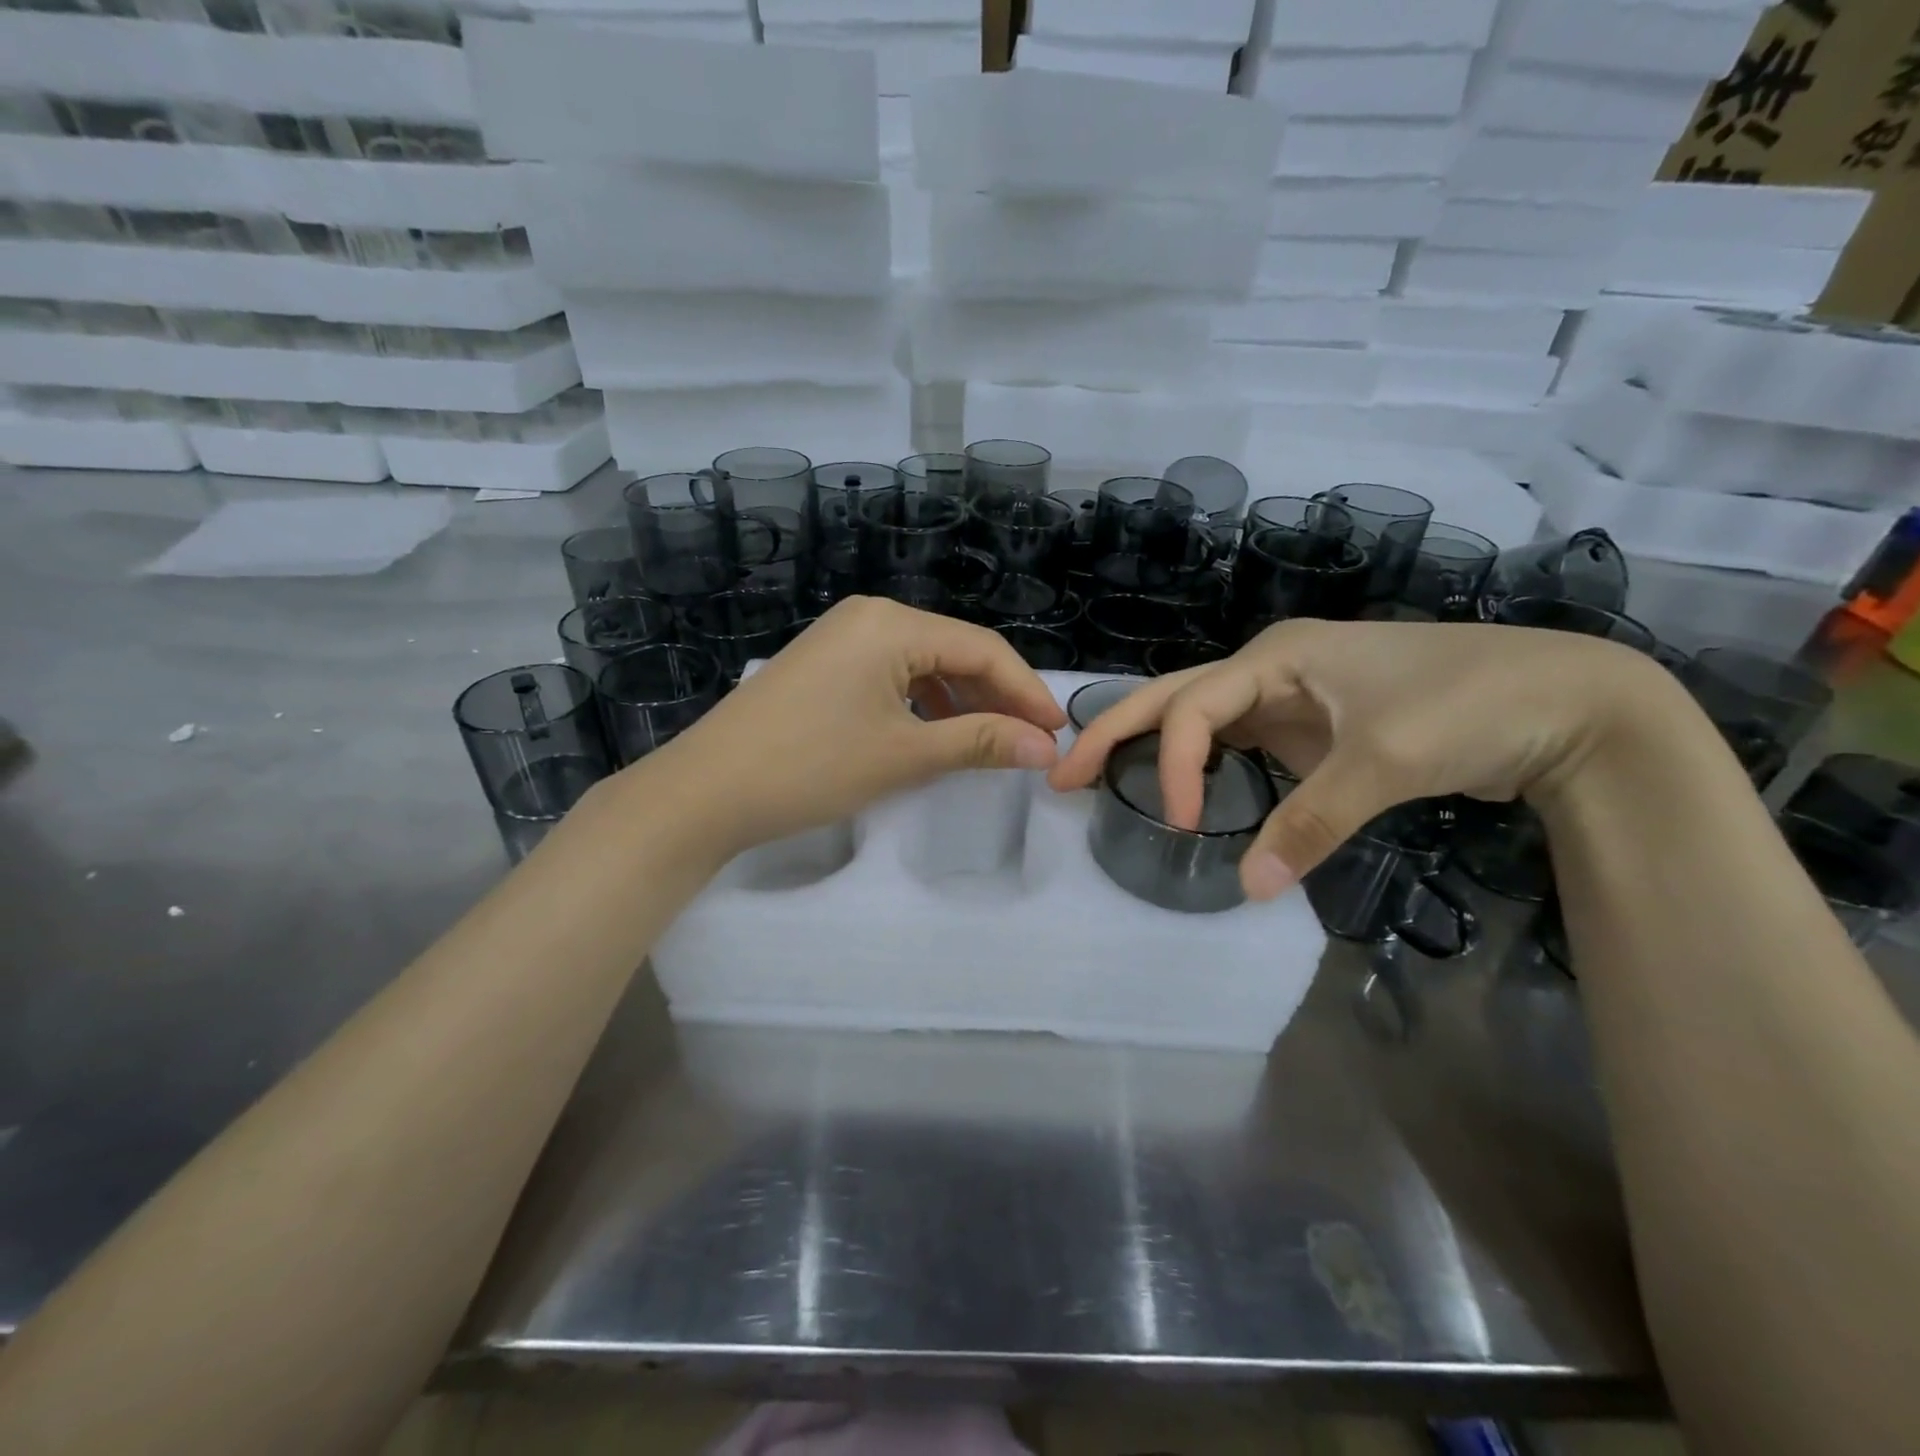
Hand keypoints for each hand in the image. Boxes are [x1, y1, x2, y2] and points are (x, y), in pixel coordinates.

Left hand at [648, 597, 1066, 856]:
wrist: (707, 790)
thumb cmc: (812, 766)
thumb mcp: (905, 754)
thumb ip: (980, 742)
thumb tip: (1045, 747)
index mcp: (892, 623)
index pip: (983, 649)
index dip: (1026, 691)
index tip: (1057, 732)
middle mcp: (870, 616)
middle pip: (954, 651)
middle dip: (996, 696)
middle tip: (1029, 742)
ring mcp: (842, 638)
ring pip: (923, 664)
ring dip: (960, 701)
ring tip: (988, 742)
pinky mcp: (824, 664)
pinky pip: (891, 674)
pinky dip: (922, 703)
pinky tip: (934, 733)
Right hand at [1049, 618, 1680, 901]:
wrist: (1567, 700)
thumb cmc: (1470, 707)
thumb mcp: (1384, 763)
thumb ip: (1310, 823)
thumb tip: (1246, 888)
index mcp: (1277, 655)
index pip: (1195, 708)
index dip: (1171, 764)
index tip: (1177, 824)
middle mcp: (1272, 666)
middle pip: (1174, 696)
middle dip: (1114, 731)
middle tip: (1061, 771)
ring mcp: (1290, 693)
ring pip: (1201, 716)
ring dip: (1152, 745)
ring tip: (1102, 775)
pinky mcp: (1311, 722)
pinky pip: (1239, 740)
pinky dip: (1202, 763)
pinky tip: (1183, 787)